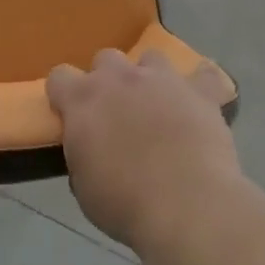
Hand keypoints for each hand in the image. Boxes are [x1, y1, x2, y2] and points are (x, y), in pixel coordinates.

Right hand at [46, 49, 239, 253]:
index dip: (63, 95)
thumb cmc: (124, 203)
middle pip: (106, 59)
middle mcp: (120, 78)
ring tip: (158, 106)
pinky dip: (201, 86)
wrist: (187, 206)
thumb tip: (90, 147)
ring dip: (150, 78)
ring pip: (151, 58)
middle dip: (108, 81)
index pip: (59, 76)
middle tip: (116, 113)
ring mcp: (162, 80)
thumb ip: (82, 153)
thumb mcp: (84, 185)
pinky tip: (200, 103)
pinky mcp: (200, 92)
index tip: (69, 115)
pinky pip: (204, 75)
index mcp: (83, 99)